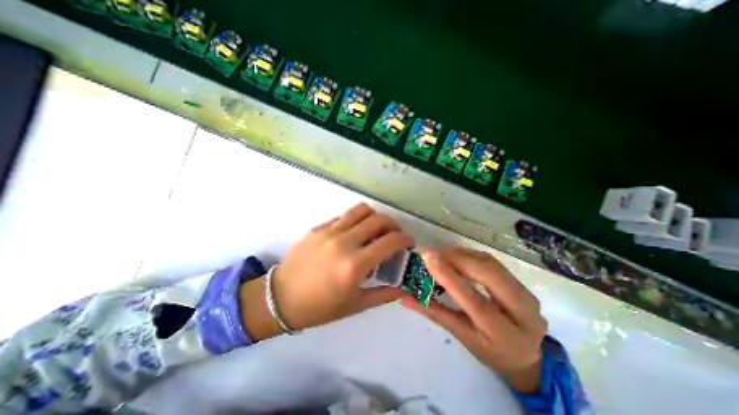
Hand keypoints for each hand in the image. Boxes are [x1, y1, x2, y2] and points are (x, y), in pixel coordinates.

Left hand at [241, 203, 413, 341]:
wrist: (280, 298)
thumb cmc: (319, 307)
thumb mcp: (355, 305)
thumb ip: (384, 294)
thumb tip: (404, 287)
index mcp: (355, 265)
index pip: (390, 241)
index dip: (405, 238)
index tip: (409, 242)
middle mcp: (344, 242)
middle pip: (378, 219)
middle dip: (394, 224)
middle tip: (395, 234)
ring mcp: (329, 231)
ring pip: (361, 210)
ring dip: (375, 216)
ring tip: (377, 228)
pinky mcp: (318, 227)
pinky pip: (344, 216)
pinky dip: (357, 220)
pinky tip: (355, 232)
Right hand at [403, 249, 543, 393]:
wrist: (526, 355)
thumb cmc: (490, 350)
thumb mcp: (462, 336)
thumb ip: (434, 313)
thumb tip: (404, 297)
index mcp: (506, 336)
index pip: (476, 303)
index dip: (451, 278)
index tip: (429, 259)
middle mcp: (525, 313)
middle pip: (490, 275)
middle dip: (458, 260)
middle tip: (432, 254)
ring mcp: (528, 294)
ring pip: (491, 264)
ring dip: (463, 255)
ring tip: (440, 254)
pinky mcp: (521, 282)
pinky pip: (492, 261)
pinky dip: (470, 255)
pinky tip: (455, 256)